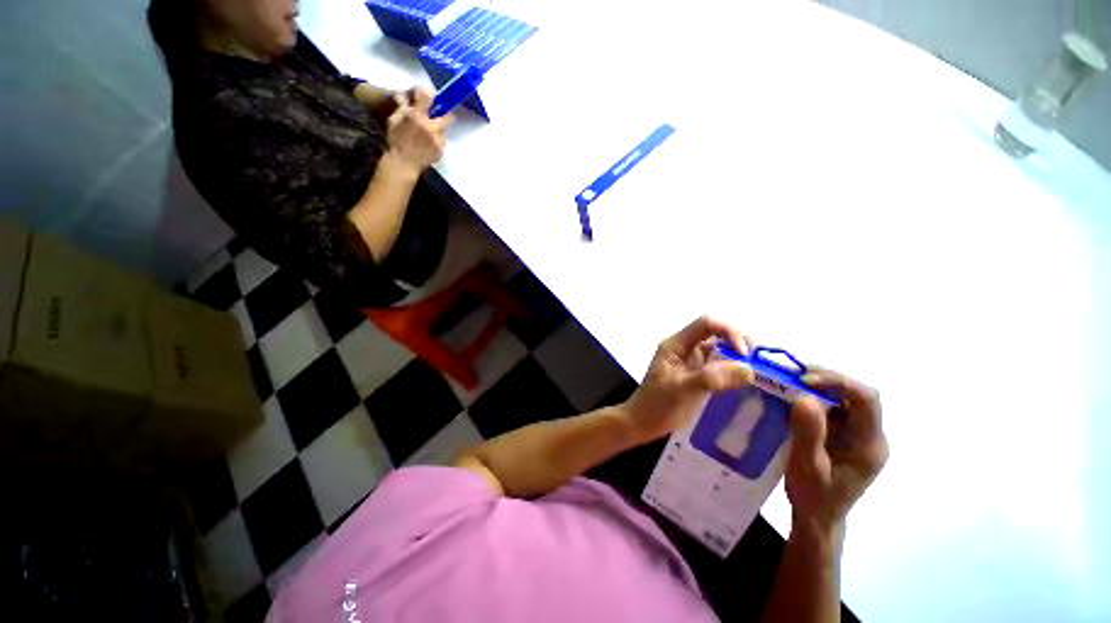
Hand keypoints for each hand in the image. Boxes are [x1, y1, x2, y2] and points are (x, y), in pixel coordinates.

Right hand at [385, 87, 453, 173]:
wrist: (404, 163)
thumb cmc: (396, 140)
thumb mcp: (394, 120)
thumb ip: (402, 107)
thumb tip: (402, 94)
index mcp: (417, 116)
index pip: (428, 97)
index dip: (429, 94)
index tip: (429, 95)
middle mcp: (430, 127)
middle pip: (448, 117)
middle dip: (446, 115)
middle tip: (440, 116)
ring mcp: (437, 140)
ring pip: (444, 130)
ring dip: (439, 129)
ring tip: (430, 134)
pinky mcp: (441, 151)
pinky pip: (442, 142)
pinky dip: (437, 141)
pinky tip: (429, 144)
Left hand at [622, 316, 754, 443]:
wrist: (642, 423)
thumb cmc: (657, 404)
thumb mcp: (682, 388)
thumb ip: (712, 377)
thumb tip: (749, 369)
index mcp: (677, 344)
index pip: (706, 324)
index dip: (729, 332)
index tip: (745, 354)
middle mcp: (685, 348)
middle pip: (716, 333)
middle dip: (739, 342)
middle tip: (758, 362)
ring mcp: (692, 362)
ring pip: (720, 350)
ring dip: (739, 357)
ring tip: (758, 372)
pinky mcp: (698, 376)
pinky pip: (720, 367)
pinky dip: (735, 371)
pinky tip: (747, 383)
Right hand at [786, 368, 888, 533]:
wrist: (817, 517)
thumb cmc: (814, 496)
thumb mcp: (807, 466)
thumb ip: (809, 433)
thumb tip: (804, 396)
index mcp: (869, 445)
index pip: (866, 400)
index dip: (837, 382)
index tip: (803, 380)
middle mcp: (870, 436)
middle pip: (857, 395)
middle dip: (826, 379)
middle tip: (791, 375)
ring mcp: (858, 435)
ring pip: (845, 398)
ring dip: (819, 386)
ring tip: (789, 382)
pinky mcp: (845, 435)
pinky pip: (834, 407)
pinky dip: (814, 397)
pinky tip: (794, 397)